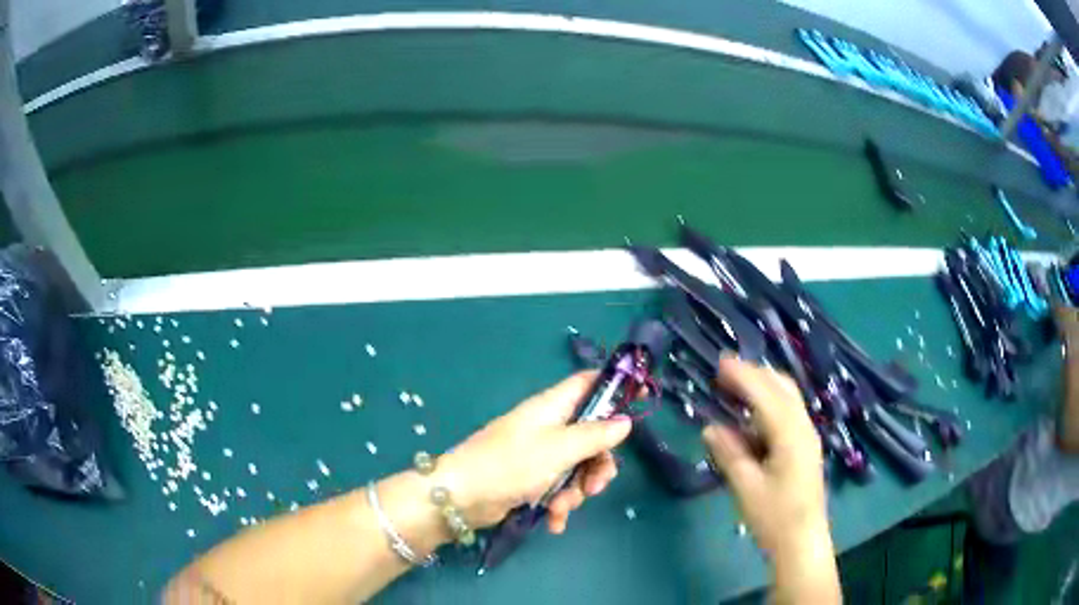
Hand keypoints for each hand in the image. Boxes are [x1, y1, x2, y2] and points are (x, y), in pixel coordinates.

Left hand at [435, 372, 631, 533]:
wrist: (462, 497)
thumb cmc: (511, 464)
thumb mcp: (559, 449)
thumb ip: (595, 436)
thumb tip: (625, 422)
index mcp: (553, 407)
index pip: (589, 383)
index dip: (616, 387)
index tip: (642, 398)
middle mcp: (548, 426)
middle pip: (591, 435)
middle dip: (598, 464)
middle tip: (596, 485)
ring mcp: (539, 453)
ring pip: (577, 466)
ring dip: (577, 490)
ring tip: (563, 506)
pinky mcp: (531, 478)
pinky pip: (558, 486)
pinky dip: (559, 503)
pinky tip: (554, 521)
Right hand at [702, 356, 838, 602]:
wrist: (803, 542)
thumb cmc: (775, 517)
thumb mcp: (746, 487)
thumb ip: (730, 454)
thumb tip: (710, 428)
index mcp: (790, 434)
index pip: (765, 394)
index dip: (743, 376)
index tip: (720, 363)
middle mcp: (803, 428)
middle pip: (782, 388)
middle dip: (755, 374)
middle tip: (725, 372)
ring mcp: (808, 437)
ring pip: (787, 399)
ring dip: (763, 387)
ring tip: (735, 388)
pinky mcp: (806, 448)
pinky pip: (788, 413)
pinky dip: (769, 404)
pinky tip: (752, 417)